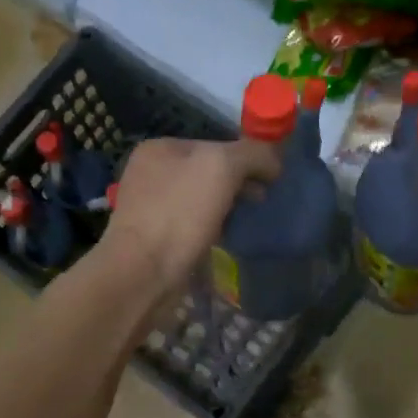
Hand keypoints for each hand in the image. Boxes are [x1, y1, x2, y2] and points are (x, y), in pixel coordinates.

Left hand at [99, 137, 280, 292]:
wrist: (143, 273)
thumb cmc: (180, 214)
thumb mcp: (222, 168)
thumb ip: (252, 154)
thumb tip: (274, 161)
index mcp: (160, 148)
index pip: (216, 144)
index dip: (247, 158)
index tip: (271, 179)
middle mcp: (150, 172)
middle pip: (208, 172)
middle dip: (238, 184)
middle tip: (262, 201)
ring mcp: (150, 206)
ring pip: (201, 199)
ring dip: (226, 208)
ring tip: (246, 222)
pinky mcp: (155, 238)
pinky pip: (193, 225)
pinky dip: (211, 229)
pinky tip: (224, 239)